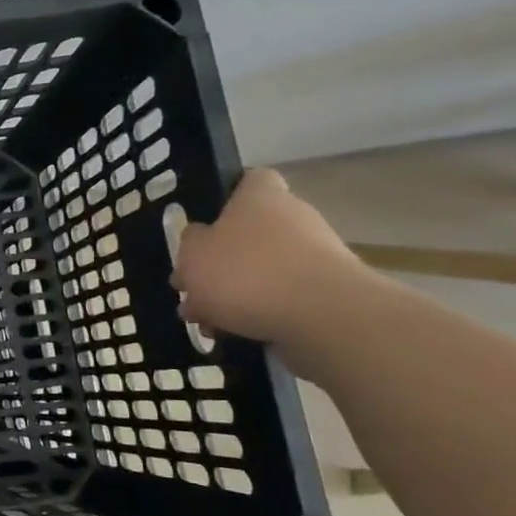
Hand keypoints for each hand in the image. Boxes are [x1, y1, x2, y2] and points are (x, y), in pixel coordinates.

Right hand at [171, 169, 373, 350]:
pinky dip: (257, 314)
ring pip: (262, 271)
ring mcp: (315, 256)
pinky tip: (232, 335)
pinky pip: (281, 299)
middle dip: (220, 262)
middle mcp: (292, 218)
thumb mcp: (193, 254)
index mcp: (260, 198)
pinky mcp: (326, 293)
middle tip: (192, 289)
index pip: (249, 180)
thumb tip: (199, 241)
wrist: (324, 318)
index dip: (227, 197)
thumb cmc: (247, 273)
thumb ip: (190, 244)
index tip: (207, 223)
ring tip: (206, 322)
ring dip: (233, 294)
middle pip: (249, 233)